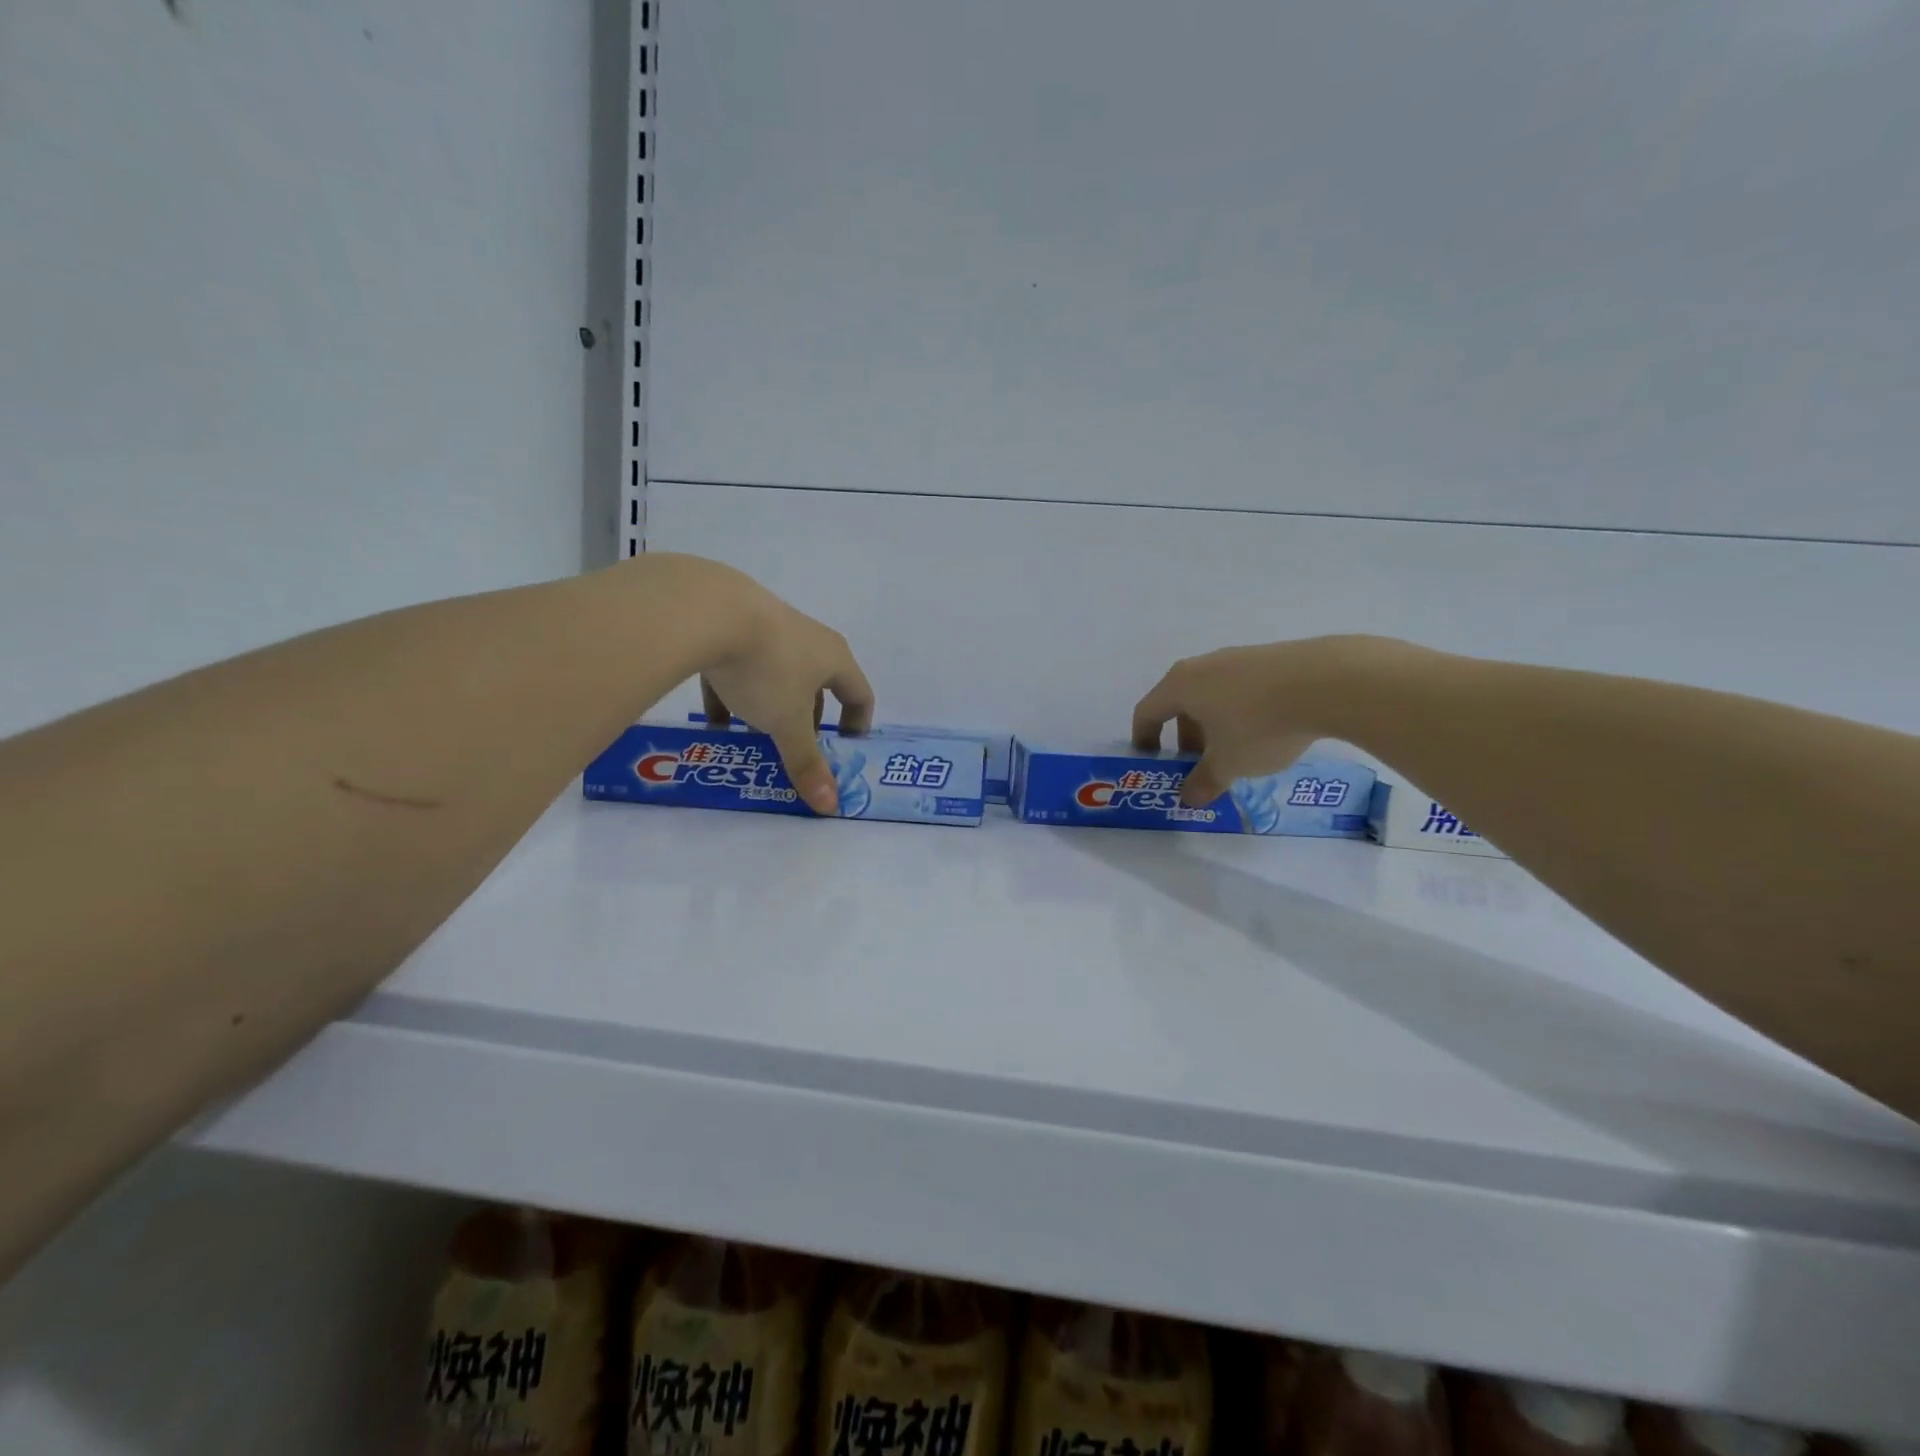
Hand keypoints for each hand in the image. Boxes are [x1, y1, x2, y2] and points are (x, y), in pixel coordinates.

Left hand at [689, 571, 873, 816]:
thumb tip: (831, 807)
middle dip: (807, 723)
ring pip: (777, 678)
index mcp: (834, 658)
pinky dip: (733, 696)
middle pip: (817, 688)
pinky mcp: (731, 626)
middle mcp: (808, 640)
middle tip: (794, 751)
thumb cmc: (767, 669)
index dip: (857, 725)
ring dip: (770, 710)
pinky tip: (714, 722)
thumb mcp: (788, 724)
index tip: (843, 751)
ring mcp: (769, 629)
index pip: (859, 694)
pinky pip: (739, 669)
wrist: (707, 611)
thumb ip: (807, 764)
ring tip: (754, 740)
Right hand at [1131, 636, 1402, 805]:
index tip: (1151, 761)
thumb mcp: (1229, 764)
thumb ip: (1204, 782)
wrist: (1328, 682)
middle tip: (1199, 765)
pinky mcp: (1271, 658)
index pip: (1147, 711)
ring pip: (1213, 695)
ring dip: (1214, 725)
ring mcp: (1238, 658)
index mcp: (1181, 686)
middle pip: (1180, 703)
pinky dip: (1241, 712)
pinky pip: (1242, 689)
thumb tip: (1189, 798)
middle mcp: (1203, 666)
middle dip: (1185, 737)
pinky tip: (1267, 733)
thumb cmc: (1260, 724)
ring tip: (1235, 752)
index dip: (1144, 738)